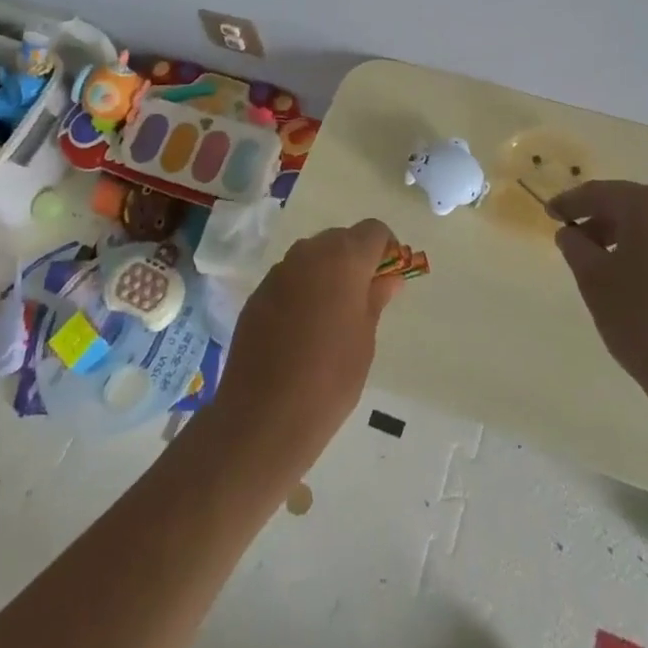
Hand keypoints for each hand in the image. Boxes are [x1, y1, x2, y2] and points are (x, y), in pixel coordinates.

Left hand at [208, 219, 400, 475]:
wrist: (264, 417)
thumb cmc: (330, 379)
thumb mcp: (365, 339)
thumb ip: (376, 298)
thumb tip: (387, 277)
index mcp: (344, 258)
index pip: (374, 230)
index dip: (387, 250)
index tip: (389, 279)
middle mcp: (309, 253)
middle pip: (341, 239)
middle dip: (356, 260)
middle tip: (363, 300)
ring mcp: (279, 271)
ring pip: (313, 257)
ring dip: (327, 274)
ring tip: (331, 318)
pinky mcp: (258, 293)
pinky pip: (289, 279)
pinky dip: (302, 291)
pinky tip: (301, 330)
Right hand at [550, 181, 647, 411]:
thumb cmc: (644, 321)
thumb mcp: (594, 282)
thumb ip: (576, 248)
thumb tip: (572, 233)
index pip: (602, 193)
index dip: (572, 202)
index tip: (551, 213)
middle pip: (637, 209)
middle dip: (605, 223)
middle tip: (581, 244)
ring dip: (636, 244)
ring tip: (615, 272)